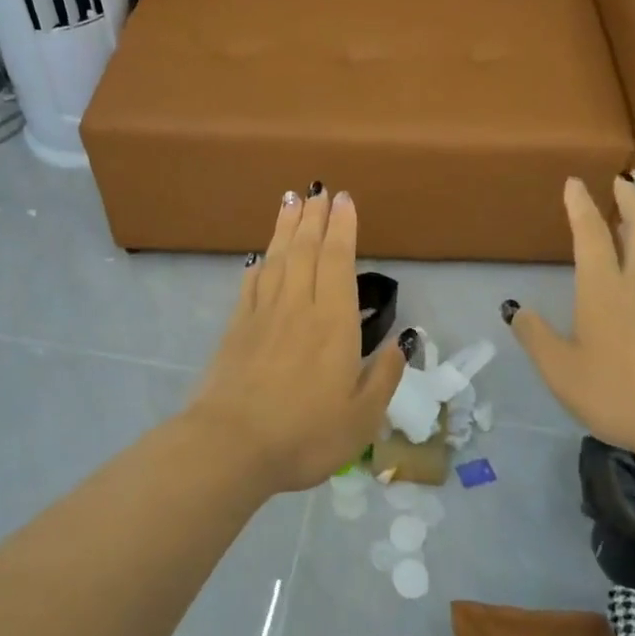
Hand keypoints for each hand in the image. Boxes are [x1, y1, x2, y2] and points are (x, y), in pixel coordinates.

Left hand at [190, 187, 406, 493]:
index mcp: (334, 323)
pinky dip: (258, 265)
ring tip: (290, 202)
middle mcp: (298, 307)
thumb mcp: (362, 417)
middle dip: (314, 218)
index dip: (342, 228)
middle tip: (318, 190)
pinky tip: (260, 258)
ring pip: (277, 260)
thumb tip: (402, 342)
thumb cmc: (305, 434)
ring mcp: (262, 315)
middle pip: (306, 250)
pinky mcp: (236, 329)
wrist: (231, 445)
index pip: (338, 261)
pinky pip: (251, 285)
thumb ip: (384, 376)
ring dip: (285, 228)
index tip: (344, 201)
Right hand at [506, 176, 634, 467]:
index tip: (576, 182)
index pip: (592, 235)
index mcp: (605, 290)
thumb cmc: (618, 394)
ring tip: (633, 218)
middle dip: (631, 200)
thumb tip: (518, 310)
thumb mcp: (562, 372)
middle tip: (621, 181)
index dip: (581, 206)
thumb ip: (537, 337)